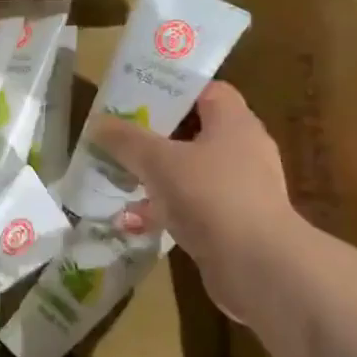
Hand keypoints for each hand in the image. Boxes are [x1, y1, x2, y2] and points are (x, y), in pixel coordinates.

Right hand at [91, 81, 299, 323]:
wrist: (258, 267)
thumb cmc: (211, 196)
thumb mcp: (159, 161)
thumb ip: (126, 140)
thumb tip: (98, 122)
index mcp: (234, 123)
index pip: (207, 91)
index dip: (174, 90)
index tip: (138, 97)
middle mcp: (244, 150)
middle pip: (195, 132)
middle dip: (156, 137)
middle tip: (121, 139)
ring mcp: (242, 190)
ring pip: (191, 172)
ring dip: (157, 178)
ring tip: (121, 182)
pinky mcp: (235, 224)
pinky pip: (194, 207)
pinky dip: (166, 211)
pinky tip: (135, 222)